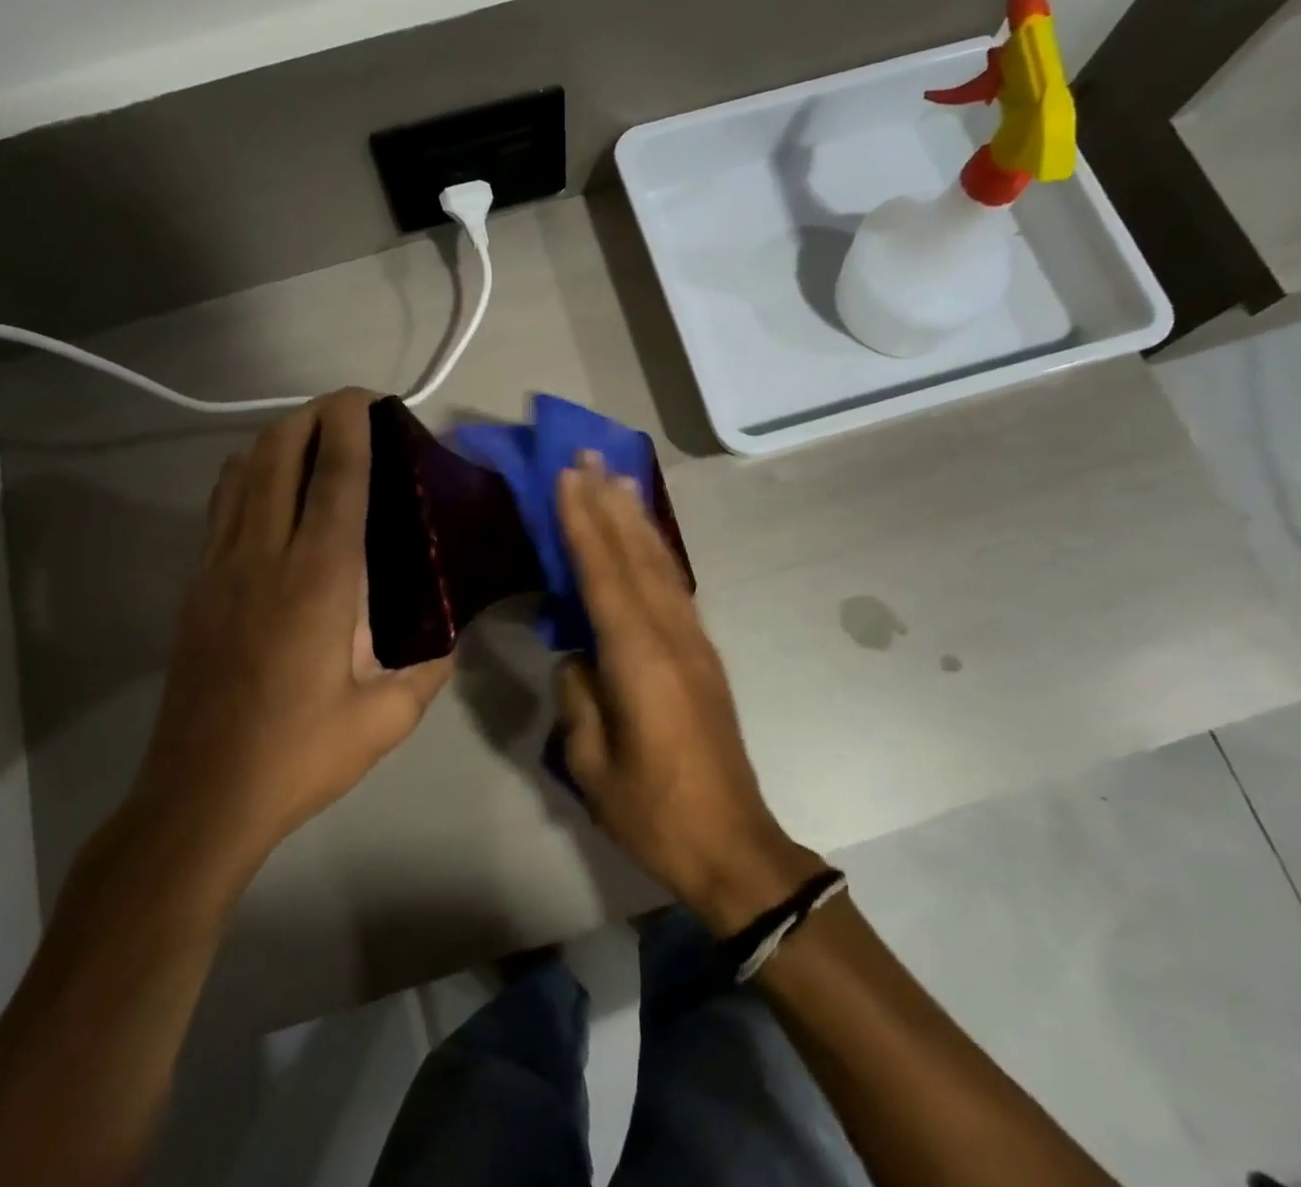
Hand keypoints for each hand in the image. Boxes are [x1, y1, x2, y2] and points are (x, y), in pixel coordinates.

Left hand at [135, 389, 452, 865]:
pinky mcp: (197, 587)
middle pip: (279, 456)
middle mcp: (265, 557)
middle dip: (311, 415)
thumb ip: (429, 669)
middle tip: (346, 408)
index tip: (368, 397)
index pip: (337, 479)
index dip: (352, 427)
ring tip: (310, 435)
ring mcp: (220, 568)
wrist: (200, 798)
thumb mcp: (386, 719)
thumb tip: (451, 636)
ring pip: (242, 474)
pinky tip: (268, 486)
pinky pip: (221, 507)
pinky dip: (247, 475)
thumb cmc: (299, 755)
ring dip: (276, 439)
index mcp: (320, 581)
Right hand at [554, 455, 822, 933]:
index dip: (583, 523)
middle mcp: (671, 635)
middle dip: (609, 502)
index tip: (567, 477)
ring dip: (636, 518)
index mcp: (639, 659)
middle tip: (589, 455)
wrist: (733, 845)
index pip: (604, 575)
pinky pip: (674, 586)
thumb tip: (577, 654)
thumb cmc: (653, 811)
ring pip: (661, 564)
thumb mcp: (591, 762)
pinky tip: (645, 538)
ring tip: (617, 478)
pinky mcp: (703, 654)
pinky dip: (657, 551)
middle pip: (636, 556)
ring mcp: (693, 642)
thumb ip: (578, 696)